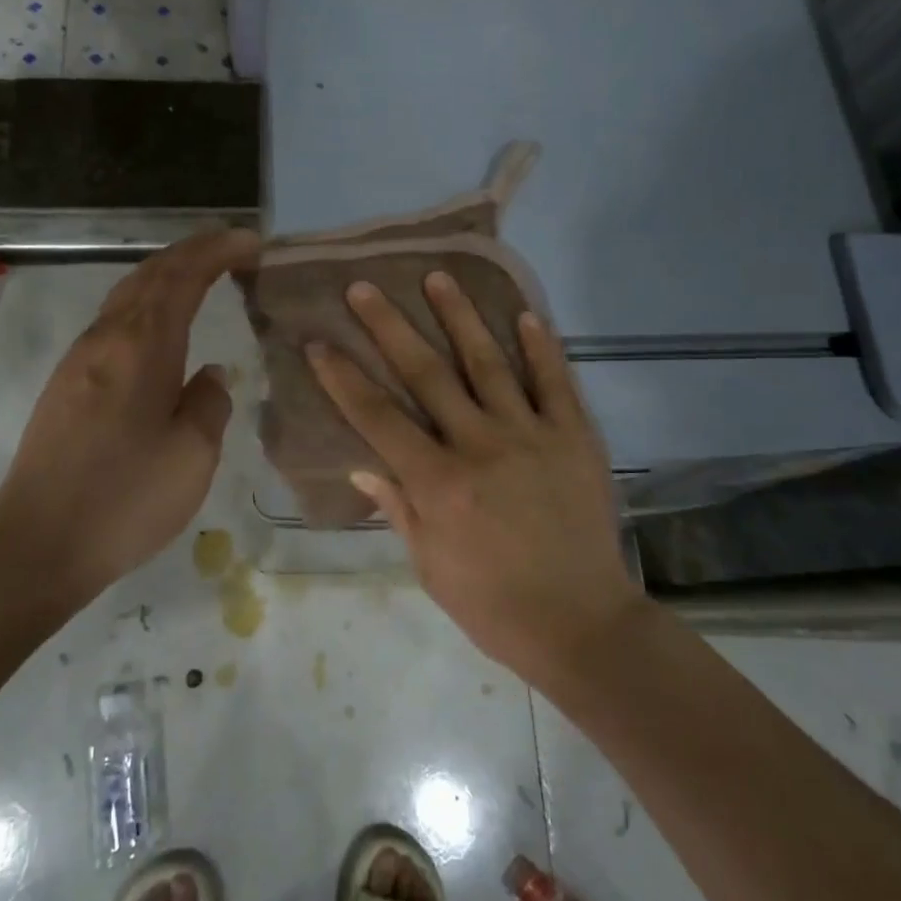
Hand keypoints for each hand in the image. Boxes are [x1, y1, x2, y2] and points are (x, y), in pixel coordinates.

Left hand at [0, 228, 260, 605]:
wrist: (38, 544)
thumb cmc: (125, 499)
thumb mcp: (193, 455)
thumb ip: (210, 403)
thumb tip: (209, 375)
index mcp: (141, 347)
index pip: (183, 277)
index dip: (218, 251)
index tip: (252, 241)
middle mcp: (106, 339)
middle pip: (150, 275)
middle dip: (192, 252)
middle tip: (233, 247)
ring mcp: (80, 360)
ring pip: (127, 295)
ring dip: (167, 275)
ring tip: (203, 275)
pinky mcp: (67, 384)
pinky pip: (114, 321)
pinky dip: (146, 304)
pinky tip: (162, 325)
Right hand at [307, 272, 644, 682]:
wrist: (581, 623)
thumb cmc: (493, 605)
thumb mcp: (429, 565)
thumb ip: (398, 508)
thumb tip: (363, 465)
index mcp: (438, 483)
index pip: (378, 417)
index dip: (343, 377)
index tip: (319, 341)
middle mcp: (480, 445)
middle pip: (426, 373)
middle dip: (390, 327)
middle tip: (365, 286)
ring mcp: (531, 435)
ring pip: (489, 363)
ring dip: (460, 317)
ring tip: (439, 277)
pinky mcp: (574, 437)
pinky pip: (555, 382)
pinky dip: (541, 347)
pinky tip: (524, 314)